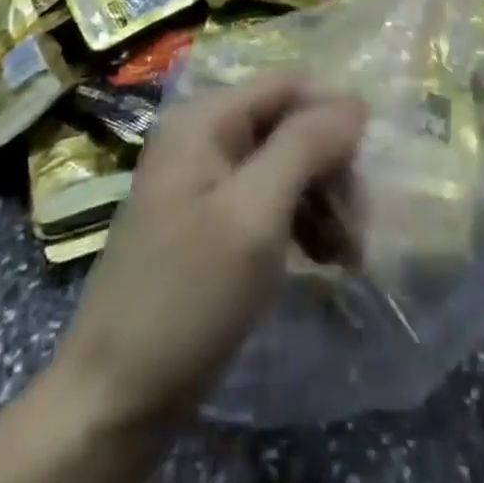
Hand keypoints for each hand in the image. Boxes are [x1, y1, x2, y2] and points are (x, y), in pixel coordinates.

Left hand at [51, 73, 365, 430]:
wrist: (114, 398)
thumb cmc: (188, 294)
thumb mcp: (254, 215)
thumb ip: (305, 147)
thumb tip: (354, 101)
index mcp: (205, 119)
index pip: (288, 84)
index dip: (333, 113)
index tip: (370, 165)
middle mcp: (203, 135)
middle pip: (288, 124)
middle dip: (331, 168)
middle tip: (360, 225)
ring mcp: (204, 179)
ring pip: (284, 164)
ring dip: (322, 201)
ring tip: (348, 255)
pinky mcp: (210, 220)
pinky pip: (268, 199)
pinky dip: (301, 223)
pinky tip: (324, 260)